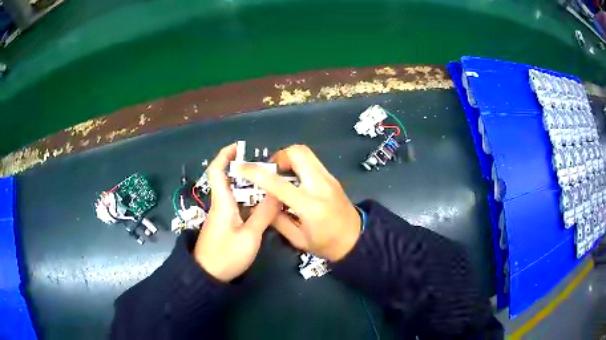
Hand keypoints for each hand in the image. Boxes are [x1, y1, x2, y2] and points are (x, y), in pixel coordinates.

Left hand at [194, 143, 280, 281]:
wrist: (207, 276)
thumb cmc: (226, 255)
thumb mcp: (249, 236)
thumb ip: (263, 215)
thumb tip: (277, 194)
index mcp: (222, 202)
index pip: (217, 171)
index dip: (225, 155)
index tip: (240, 146)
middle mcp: (220, 204)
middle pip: (227, 179)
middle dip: (243, 168)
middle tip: (266, 166)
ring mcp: (221, 215)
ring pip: (234, 193)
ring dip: (249, 185)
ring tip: (269, 182)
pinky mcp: (225, 224)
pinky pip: (237, 205)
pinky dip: (249, 199)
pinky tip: (262, 204)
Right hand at [238, 145, 360, 261]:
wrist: (357, 239)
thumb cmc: (327, 244)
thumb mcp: (298, 239)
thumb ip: (277, 219)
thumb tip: (262, 202)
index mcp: (309, 205)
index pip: (277, 183)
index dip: (255, 173)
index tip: (241, 168)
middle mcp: (320, 185)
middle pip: (297, 153)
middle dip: (278, 157)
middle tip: (271, 172)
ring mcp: (329, 178)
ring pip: (306, 153)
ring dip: (288, 159)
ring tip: (281, 176)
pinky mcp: (332, 177)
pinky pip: (312, 161)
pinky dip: (298, 164)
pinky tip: (294, 181)